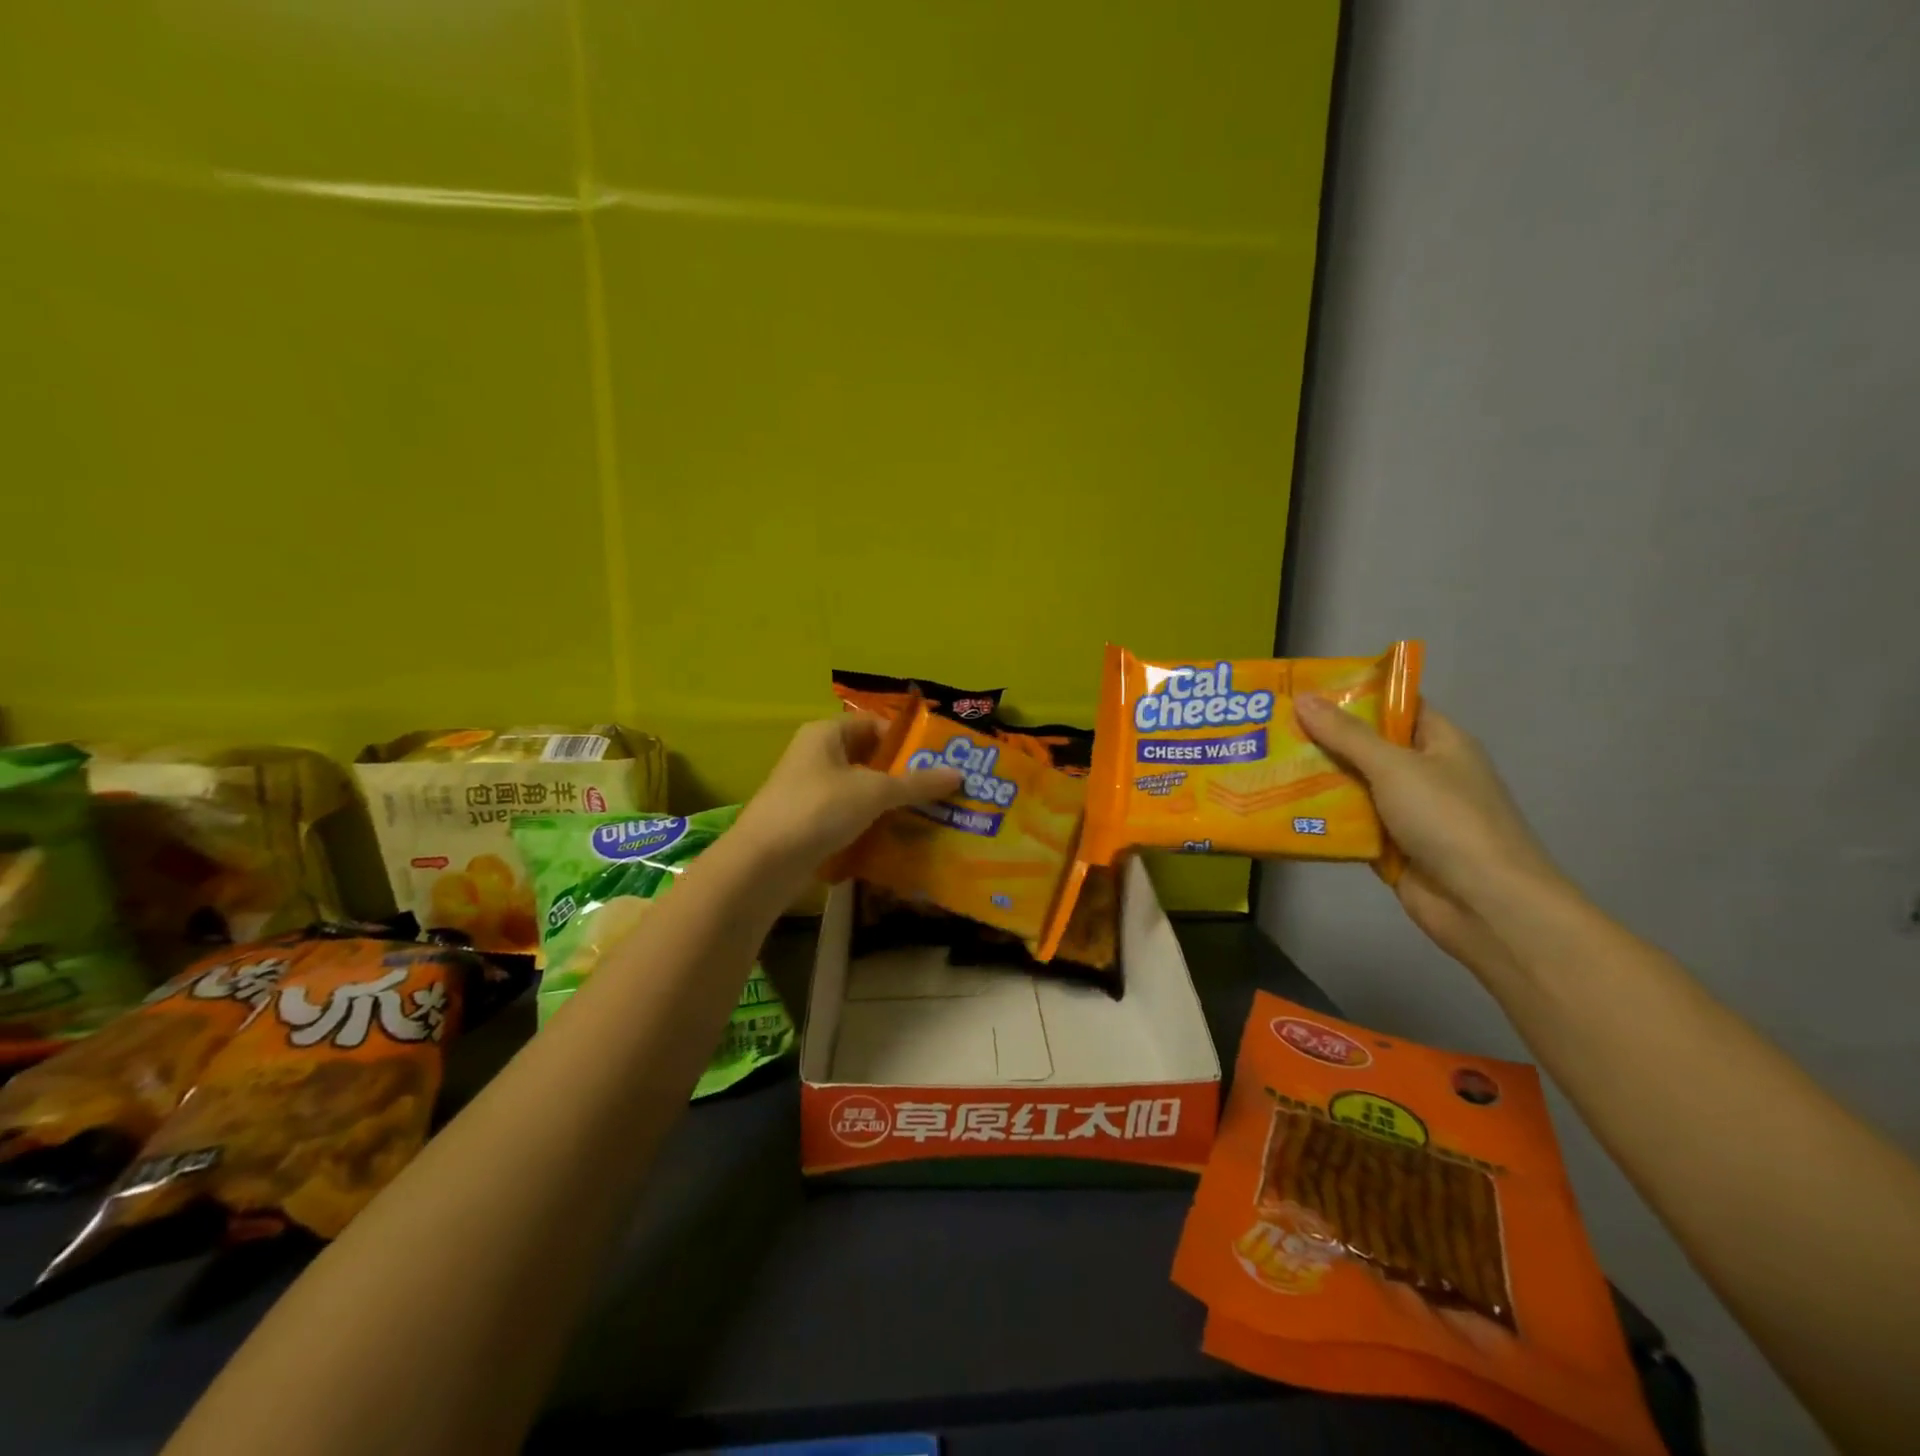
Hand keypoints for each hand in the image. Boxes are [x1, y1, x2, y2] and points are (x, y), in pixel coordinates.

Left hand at [735, 715, 963, 869]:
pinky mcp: (808, 822)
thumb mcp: (874, 792)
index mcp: (826, 733)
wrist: (763, 863)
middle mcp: (816, 755)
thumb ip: (917, 783)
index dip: (907, 740)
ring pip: (860, 789)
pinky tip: (897, 838)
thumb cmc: (818, 810)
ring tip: (928, 815)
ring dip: (890, 802)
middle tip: (941, 791)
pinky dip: (871, 823)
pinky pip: (848, 815)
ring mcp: (810, 790)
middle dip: (904, 774)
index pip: (876, 724)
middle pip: (870, 757)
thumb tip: (958, 774)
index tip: (938, 762)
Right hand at [1292, 695, 1569, 978]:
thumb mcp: (1395, 767)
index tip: (1304, 687)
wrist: (1484, 903)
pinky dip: (1320, 817)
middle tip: (1271, 726)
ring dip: (1315, 778)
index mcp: (1440, 743)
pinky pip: (1348, 823)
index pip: (1394, 705)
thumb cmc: (1449, 820)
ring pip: (1352, 786)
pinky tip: (1279, 807)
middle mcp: (1423, 773)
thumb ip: (1347, 735)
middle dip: (1321, 737)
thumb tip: (1303, 698)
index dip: (1354, 693)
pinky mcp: (1389, 846)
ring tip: (1265, 762)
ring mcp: (1406, 812)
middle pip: (1366, 746)